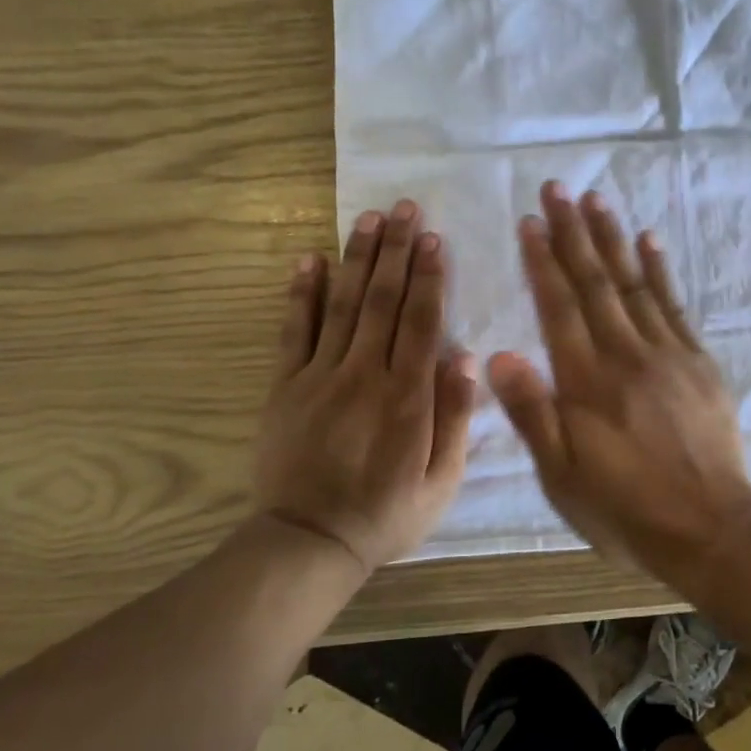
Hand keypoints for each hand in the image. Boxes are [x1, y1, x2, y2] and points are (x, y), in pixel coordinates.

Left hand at [256, 199, 476, 573]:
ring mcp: (320, 376)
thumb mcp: (442, 482)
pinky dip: (301, 293)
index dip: (430, 277)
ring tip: (369, 218)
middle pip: (384, 300)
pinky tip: (310, 259)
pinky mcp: (285, 386)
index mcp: (407, 397)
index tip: (435, 240)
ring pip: (342, 304)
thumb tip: (465, 358)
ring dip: (357, 258)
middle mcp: (365, 374)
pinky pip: (293, 331)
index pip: (422, 322)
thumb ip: (454, 418)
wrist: (309, 542)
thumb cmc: (387, 514)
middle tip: (405, 208)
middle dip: (397, 251)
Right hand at [486, 182, 750, 586]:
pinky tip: (649, 242)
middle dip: (573, 233)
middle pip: (595, 282)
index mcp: (586, 382)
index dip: (543, 261)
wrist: (711, 528)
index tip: (530, 222)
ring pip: (634, 284)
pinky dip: (659, 270)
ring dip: (613, 239)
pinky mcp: (698, 362)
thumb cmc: (626, 509)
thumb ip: (533, 414)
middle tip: (558, 189)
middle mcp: (625, 354)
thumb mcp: (563, 477)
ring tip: (597, 200)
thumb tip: (498, 356)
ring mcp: (667, 353)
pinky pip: (674, 305)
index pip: (559, 307)